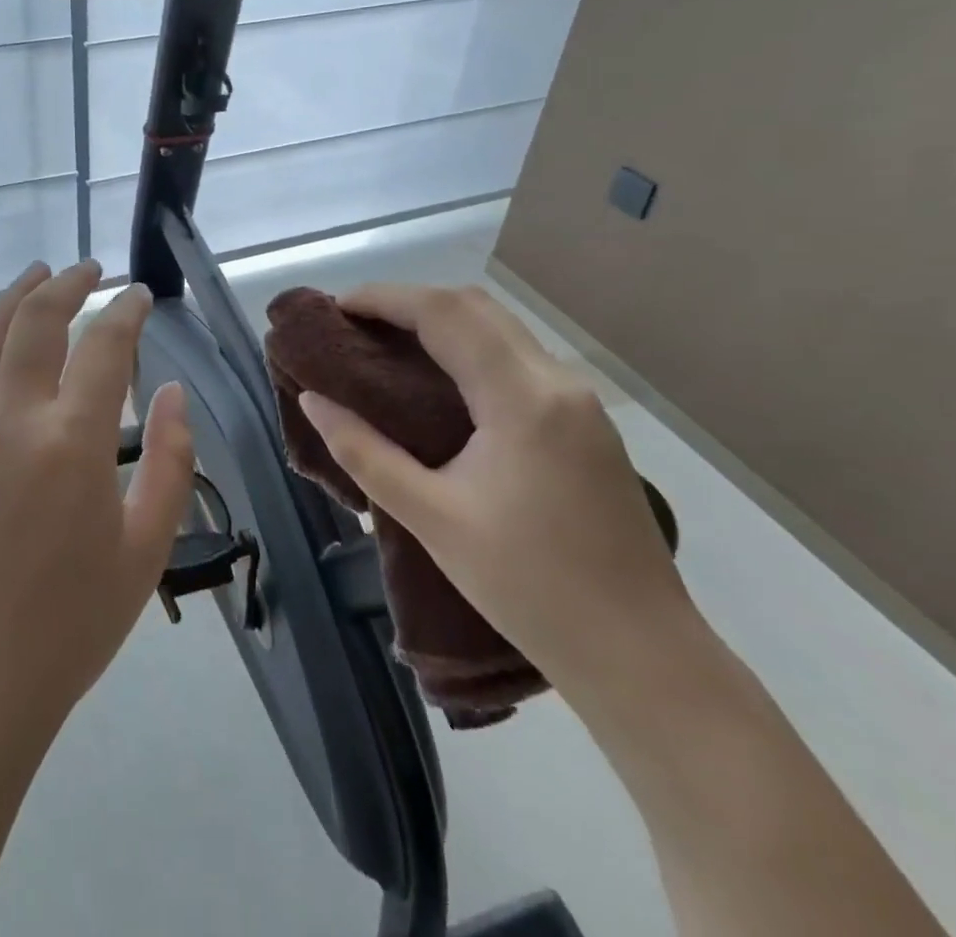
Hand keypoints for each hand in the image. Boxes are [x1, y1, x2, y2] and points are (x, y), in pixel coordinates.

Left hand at [0, 261, 194, 736]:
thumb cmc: (72, 622)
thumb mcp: (146, 546)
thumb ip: (170, 460)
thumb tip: (173, 392)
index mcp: (73, 440)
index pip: (105, 345)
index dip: (126, 311)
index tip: (140, 295)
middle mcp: (12, 418)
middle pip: (37, 320)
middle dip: (68, 284)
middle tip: (91, 269)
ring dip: (12, 296)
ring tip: (36, 274)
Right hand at [296, 284, 695, 694]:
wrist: (642, 657)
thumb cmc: (529, 588)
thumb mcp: (431, 518)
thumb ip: (364, 452)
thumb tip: (314, 401)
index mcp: (522, 399)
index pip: (445, 313)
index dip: (385, 298)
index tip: (335, 308)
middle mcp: (557, 382)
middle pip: (475, 307)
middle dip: (409, 302)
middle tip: (354, 326)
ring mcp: (580, 402)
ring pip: (501, 329)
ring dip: (441, 322)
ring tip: (386, 346)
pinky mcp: (587, 424)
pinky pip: (517, 359)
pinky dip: (469, 348)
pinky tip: (440, 381)